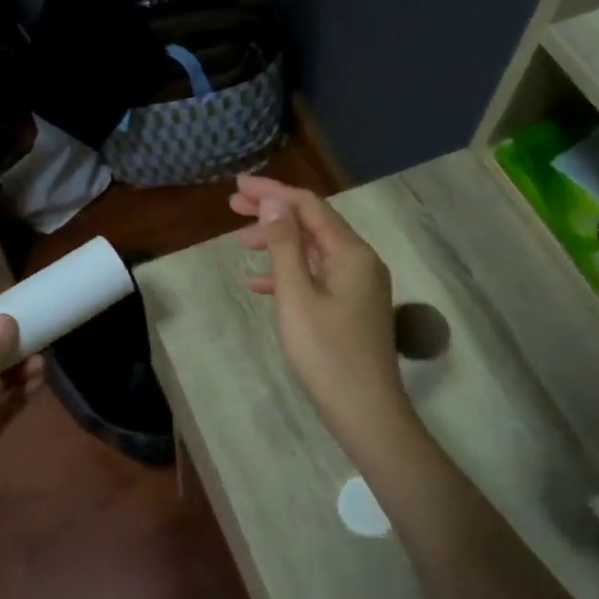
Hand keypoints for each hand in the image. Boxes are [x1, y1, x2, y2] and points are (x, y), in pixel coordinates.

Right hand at [231, 176, 411, 444]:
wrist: (366, 411)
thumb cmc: (326, 353)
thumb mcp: (296, 296)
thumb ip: (285, 246)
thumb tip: (274, 203)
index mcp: (351, 253)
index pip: (309, 206)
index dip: (272, 193)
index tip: (237, 188)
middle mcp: (361, 261)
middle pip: (313, 224)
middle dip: (273, 213)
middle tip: (233, 207)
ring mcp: (359, 286)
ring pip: (314, 251)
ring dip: (278, 243)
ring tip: (240, 243)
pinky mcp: (353, 307)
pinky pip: (318, 277)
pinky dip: (289, 274)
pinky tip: (259, 285)